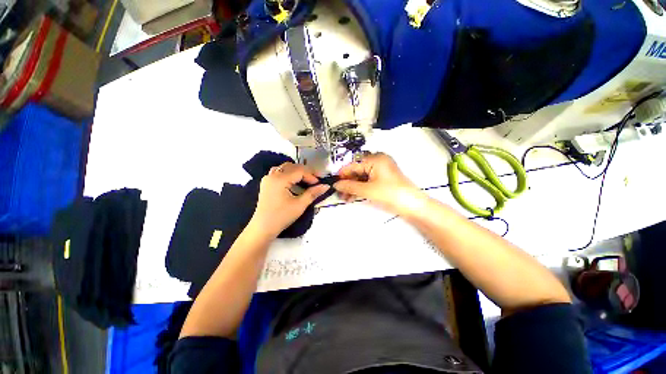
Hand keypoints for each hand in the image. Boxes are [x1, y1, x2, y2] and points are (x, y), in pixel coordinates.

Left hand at [249, 162, 329, 238]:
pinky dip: (288, 174)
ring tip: (306, 180)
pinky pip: (279, 172)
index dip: (311, 175)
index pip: (300, 171)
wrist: (263, 228)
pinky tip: (293, 182)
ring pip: (285, 168)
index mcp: (280, 179)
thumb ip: (313, 193)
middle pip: (292, 166)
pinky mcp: (266, 183)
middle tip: (315, 180)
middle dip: (305, 172)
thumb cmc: (282, 217)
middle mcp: (273, 175)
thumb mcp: (300, 205)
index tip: (319, 183)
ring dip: (297, 171)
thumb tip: (326, 186)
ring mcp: (268, 178)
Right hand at [334, 153, 426, 216]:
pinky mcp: (383, 178)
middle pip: (357, 171)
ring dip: (353, 187)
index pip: (353, 165)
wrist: (413, 206)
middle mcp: (378, 161)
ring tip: (345, 198)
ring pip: (362, 177)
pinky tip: (353, 196)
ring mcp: (381, 170)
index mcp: (375, 158)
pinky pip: (368, 181)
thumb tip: (335, 184)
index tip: (332, 184)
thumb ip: (349, 186)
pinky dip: (361, 188)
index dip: (342, 175)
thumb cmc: (389, 194)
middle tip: (339, 194)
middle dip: (348, 183)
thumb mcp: (367, 190)